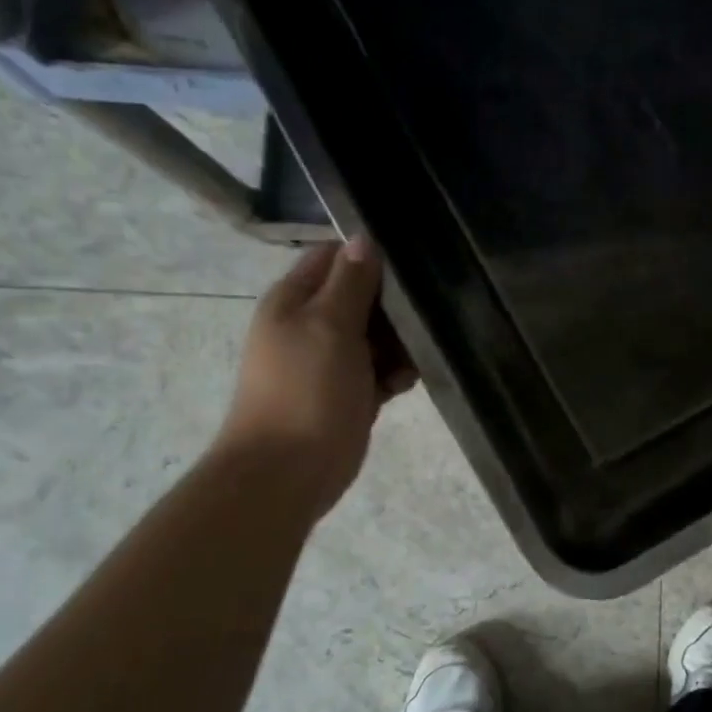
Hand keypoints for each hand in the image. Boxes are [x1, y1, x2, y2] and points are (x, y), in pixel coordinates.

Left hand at [213, 238, 417, 520]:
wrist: (287, 472)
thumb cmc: (306, 391)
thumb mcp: (329, 325)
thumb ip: (350, 282)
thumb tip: (364, 238)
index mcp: (294, 300)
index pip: (333, 257)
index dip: (369, 256)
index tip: (410, 265)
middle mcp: (309, 325)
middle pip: (359, 297)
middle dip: (392, 306)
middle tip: (424, 313)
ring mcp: (328, 362)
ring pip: (374, 336)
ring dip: (398, 343)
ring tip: (415, 356)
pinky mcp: (347, 394)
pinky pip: (377, 371)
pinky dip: (393, 373)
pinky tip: (405, 383)